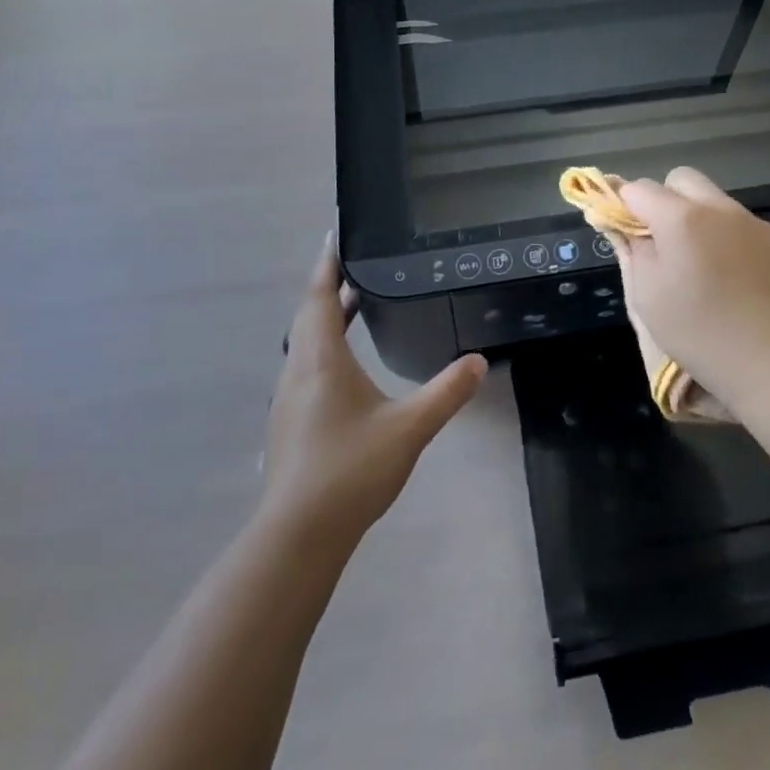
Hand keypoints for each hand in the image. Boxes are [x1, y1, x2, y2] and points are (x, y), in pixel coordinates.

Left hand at [262, 235, 486, 546]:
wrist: (298, 534)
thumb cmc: (351, 469)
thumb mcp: (410, 428)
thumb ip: (446, 392)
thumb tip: (479, 360)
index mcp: (322, 359)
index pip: (321, 296)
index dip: (328, 264)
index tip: (336, 235)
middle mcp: (298, 370)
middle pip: (310, 315)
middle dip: (331, 286)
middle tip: (359, 265)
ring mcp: (289, 398)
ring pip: (305, 342)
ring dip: (326, 317)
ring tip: (356, 304)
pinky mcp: (290, 421)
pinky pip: (306, 365)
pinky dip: (324, 345)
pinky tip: (346, 364)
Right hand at [613, 168, 769, 402]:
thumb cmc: (701, 332)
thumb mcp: (648, 296)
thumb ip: (635, 252)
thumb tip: (628, 228)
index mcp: (681, 218)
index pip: (639, 188)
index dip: (624, 206)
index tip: (625, 232)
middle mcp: (719, 209)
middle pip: (682, 180)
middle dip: (664, 200)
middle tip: (663, 243)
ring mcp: (753, 223)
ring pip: (714, 202)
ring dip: (699, 220)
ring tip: (701, 267)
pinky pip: (742, 226)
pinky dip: (728, 240)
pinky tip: (734, 281)